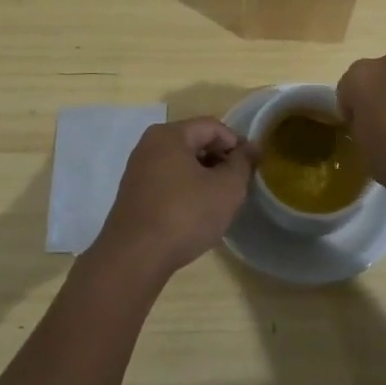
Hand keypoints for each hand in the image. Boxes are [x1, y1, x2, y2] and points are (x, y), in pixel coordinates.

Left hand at [87, 118, 256, 283]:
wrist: (134, 258)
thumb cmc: (185, 215)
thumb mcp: (226, 188)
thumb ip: (242, 163)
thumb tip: (251, 147)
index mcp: (170, 134)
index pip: (213, 126)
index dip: (237, 144)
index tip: (251, 168)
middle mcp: (149, 144)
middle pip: (195, 142)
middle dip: (220, 160)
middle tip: (237, 186)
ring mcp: (137, 169)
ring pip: (181, 163)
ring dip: (204, 176)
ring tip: (219, 201)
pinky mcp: (133, 193)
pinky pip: (167, 180)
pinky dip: (186, 189)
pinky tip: (195, 213)